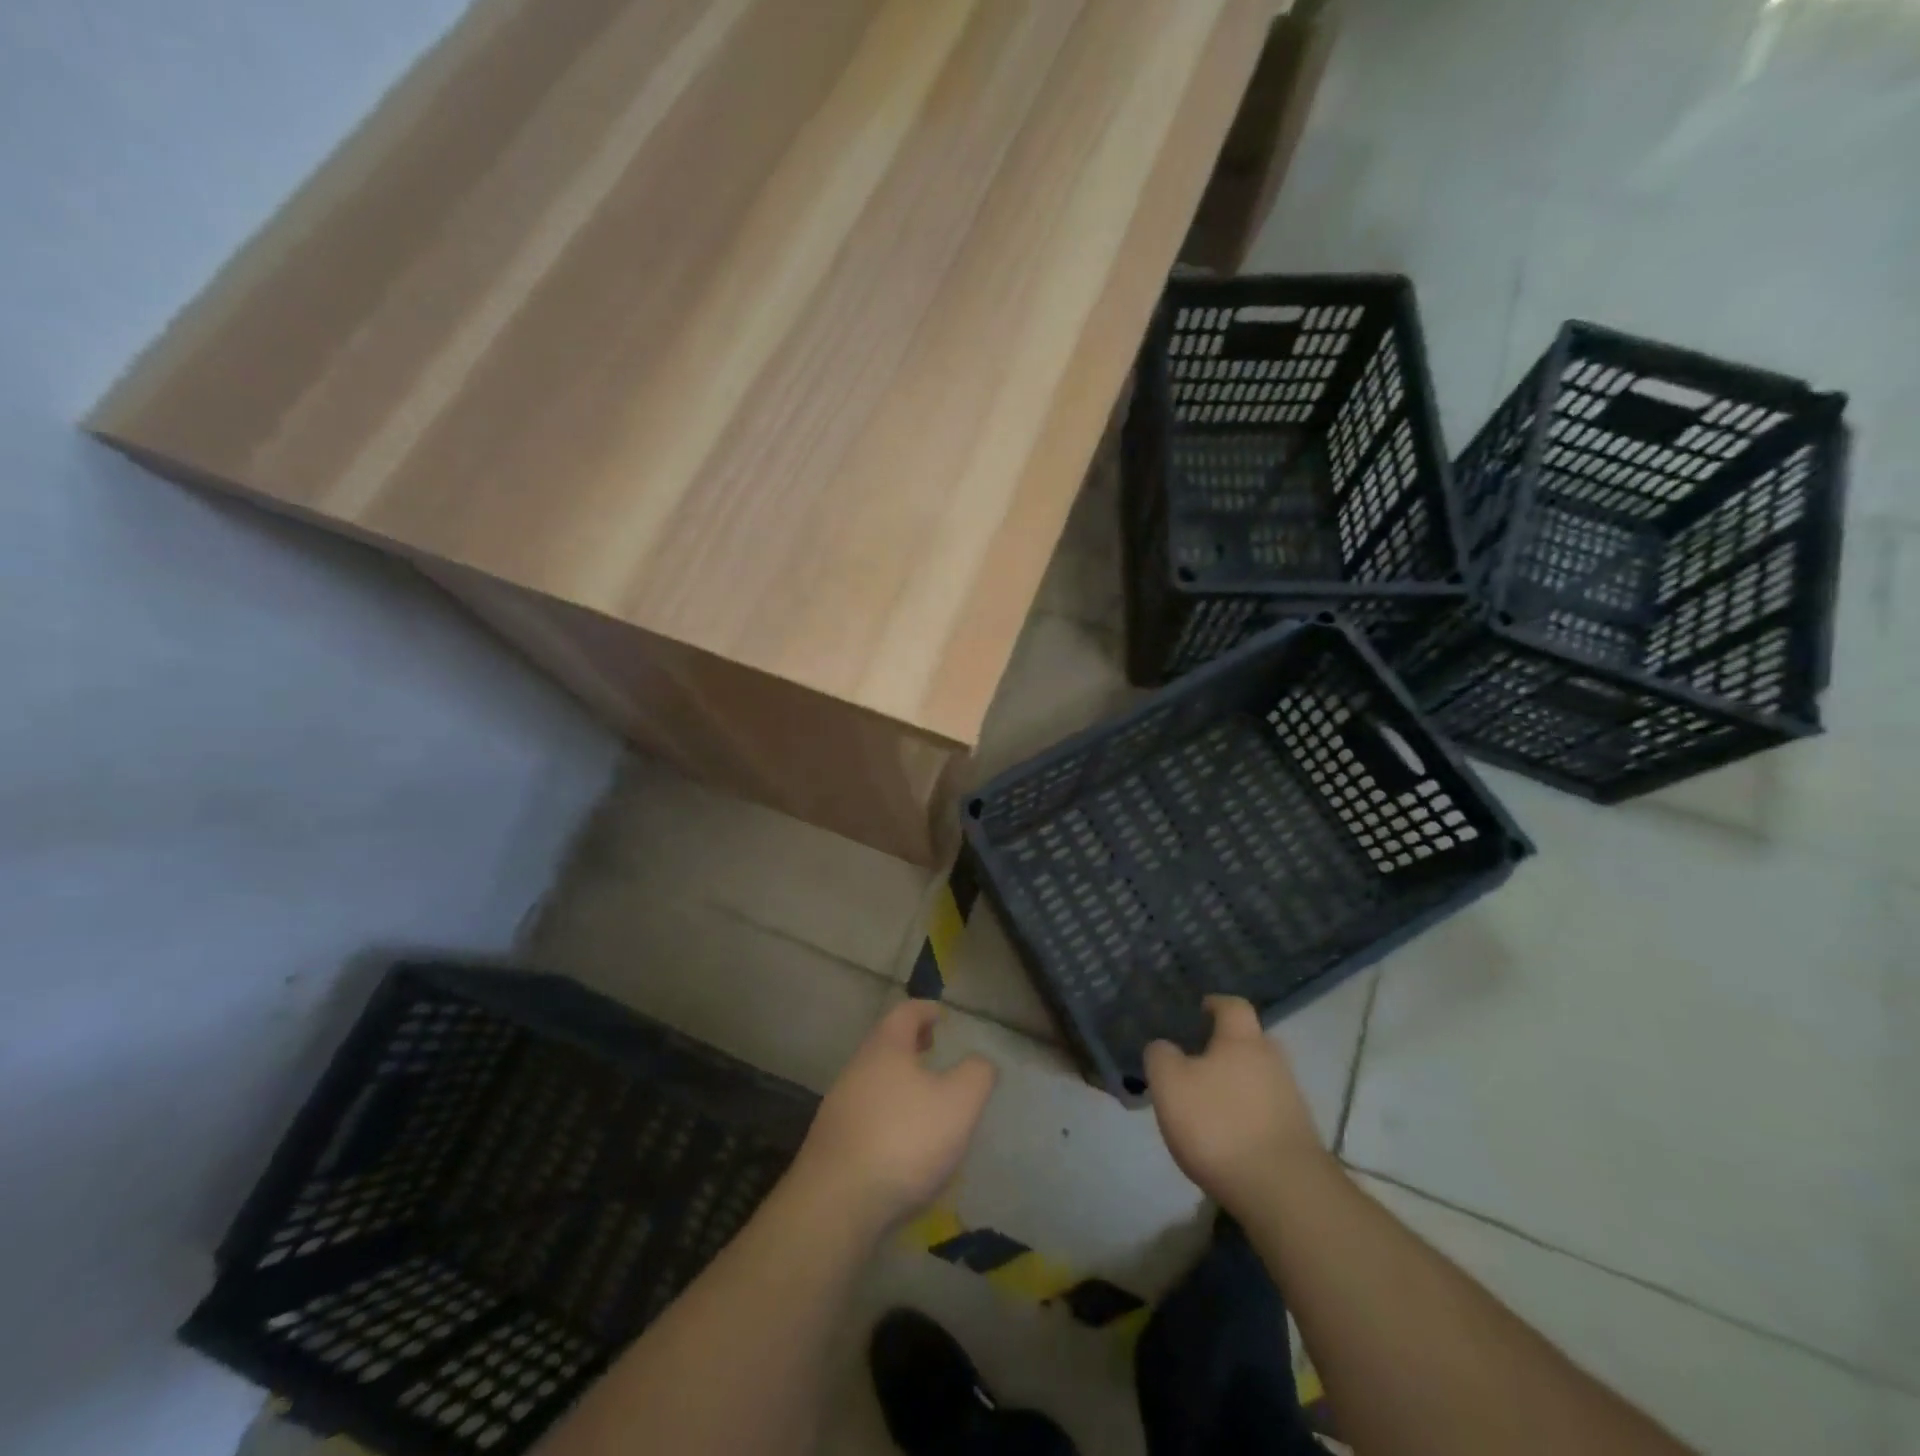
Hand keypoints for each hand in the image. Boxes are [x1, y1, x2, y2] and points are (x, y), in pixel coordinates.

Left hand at [789, 1000, 996, 1234]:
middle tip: (932, 1048)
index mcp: (886, 1048)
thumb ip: (976, 1075)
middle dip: (909, 1043)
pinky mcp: (831, 1143)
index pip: (905, 1013)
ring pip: (873, 1078)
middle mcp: (857, 1068)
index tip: (940, 1014)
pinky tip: (900, 1139)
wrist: (836, 1204)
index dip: (925, 1009)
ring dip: (897, 1079)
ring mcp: (839, 1106)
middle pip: (885, 1043)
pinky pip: (865, 1113)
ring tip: (922, 1095)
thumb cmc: (904, 1140)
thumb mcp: (958, 1103)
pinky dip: (885, 1111)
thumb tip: (980, 1061)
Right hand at [1145, 996, 1328, 1211]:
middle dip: (1226, 1047)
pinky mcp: (1298, 1137)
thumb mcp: (1170, 1084)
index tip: (1199, 1010)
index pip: (1233, 1006)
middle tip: (1197, 1061)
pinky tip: (1228, 1138)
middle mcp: (1273, 1061)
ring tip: (1207, 1105)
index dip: (1215, 1004)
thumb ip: (1161, 1056)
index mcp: (1242, 1040)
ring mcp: (1291, 1100)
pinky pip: (1266, 1112)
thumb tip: (1164, 1047)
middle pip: (1250, 1042)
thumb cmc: (1219, 1125)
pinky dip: (1247, 1116)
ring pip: (1259, 1079)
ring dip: (1236, 1085)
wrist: (1284, 1193)